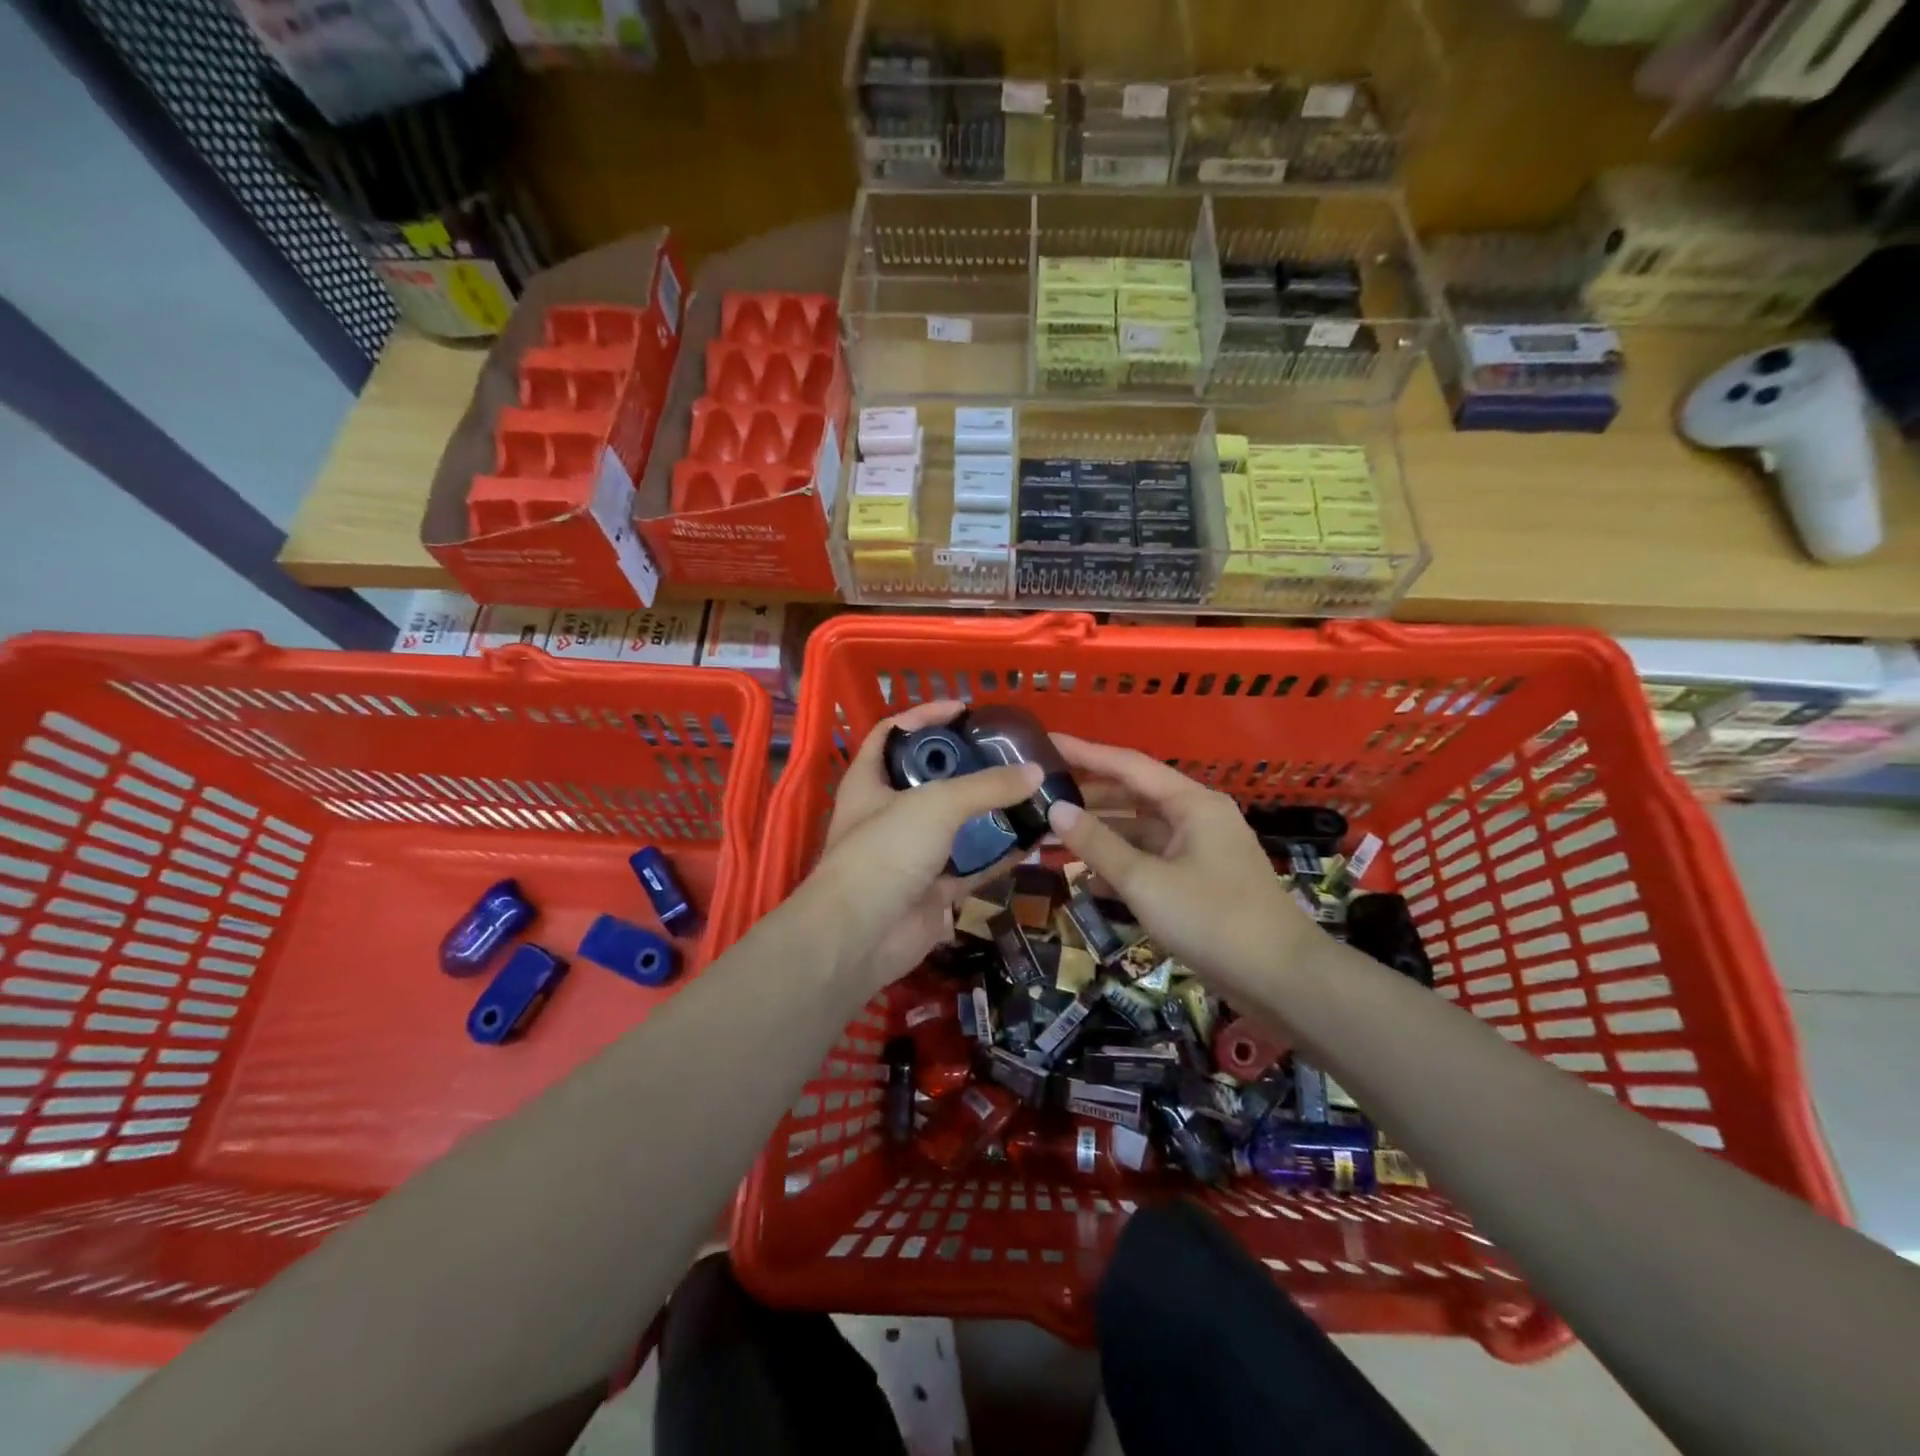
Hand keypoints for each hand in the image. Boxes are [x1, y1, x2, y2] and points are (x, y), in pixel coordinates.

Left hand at [808, 701, 1040, 992]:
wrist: (862, 936)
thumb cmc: (886, 851)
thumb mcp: (936, 804)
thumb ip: (986, 786)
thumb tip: (1035, 772)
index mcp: (871, 780)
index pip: (894, 732)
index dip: (925, 716)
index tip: (965, 710)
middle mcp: (889, 812)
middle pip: (932, 778)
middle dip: (968, 766)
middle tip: (1010, 754)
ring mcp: (912, 852)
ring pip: (957, 824)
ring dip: (991, 812)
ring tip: (1030, 791)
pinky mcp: (933, 886)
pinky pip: (974, 864)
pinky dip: (1001, 854)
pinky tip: (1034, 838)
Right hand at [1045, 735, 1317, 999]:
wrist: (1281, 979)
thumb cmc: (1212, 919)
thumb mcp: (1145, 881)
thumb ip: (1098, 844)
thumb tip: (1056, 809)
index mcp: (1192, 803)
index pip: (1128, 765)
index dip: (1084, 753)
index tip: (1046, 742)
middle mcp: (1198, 817)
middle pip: (1134, 796)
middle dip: (1089, 798)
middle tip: (1041, 797)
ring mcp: (1201, 850)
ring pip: (1141, 831)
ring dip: (1102, 835)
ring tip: (1053, 836)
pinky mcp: (1200, 881)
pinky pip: (1152, 860)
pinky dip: (1122, 864)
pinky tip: (1087, 877)